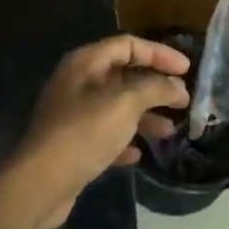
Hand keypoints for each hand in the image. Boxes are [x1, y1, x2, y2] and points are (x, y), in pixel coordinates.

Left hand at [11, 35, 191, 228]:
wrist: (41, 183)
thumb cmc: (84, 133)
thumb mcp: (125, 103)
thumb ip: (155, 88)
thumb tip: (177, 86)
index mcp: (85, 63)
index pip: (128, 45)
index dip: (159, 53)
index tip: (187, 69)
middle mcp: (77, 84)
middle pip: (124, 75)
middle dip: (155, 87)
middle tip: (183, 101)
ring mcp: (74, 115)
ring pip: (118, 107)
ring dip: (145, 116)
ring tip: (169, 130)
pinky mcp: (73, 144)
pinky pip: (106, 135)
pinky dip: (125, 140)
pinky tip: (139, 153)